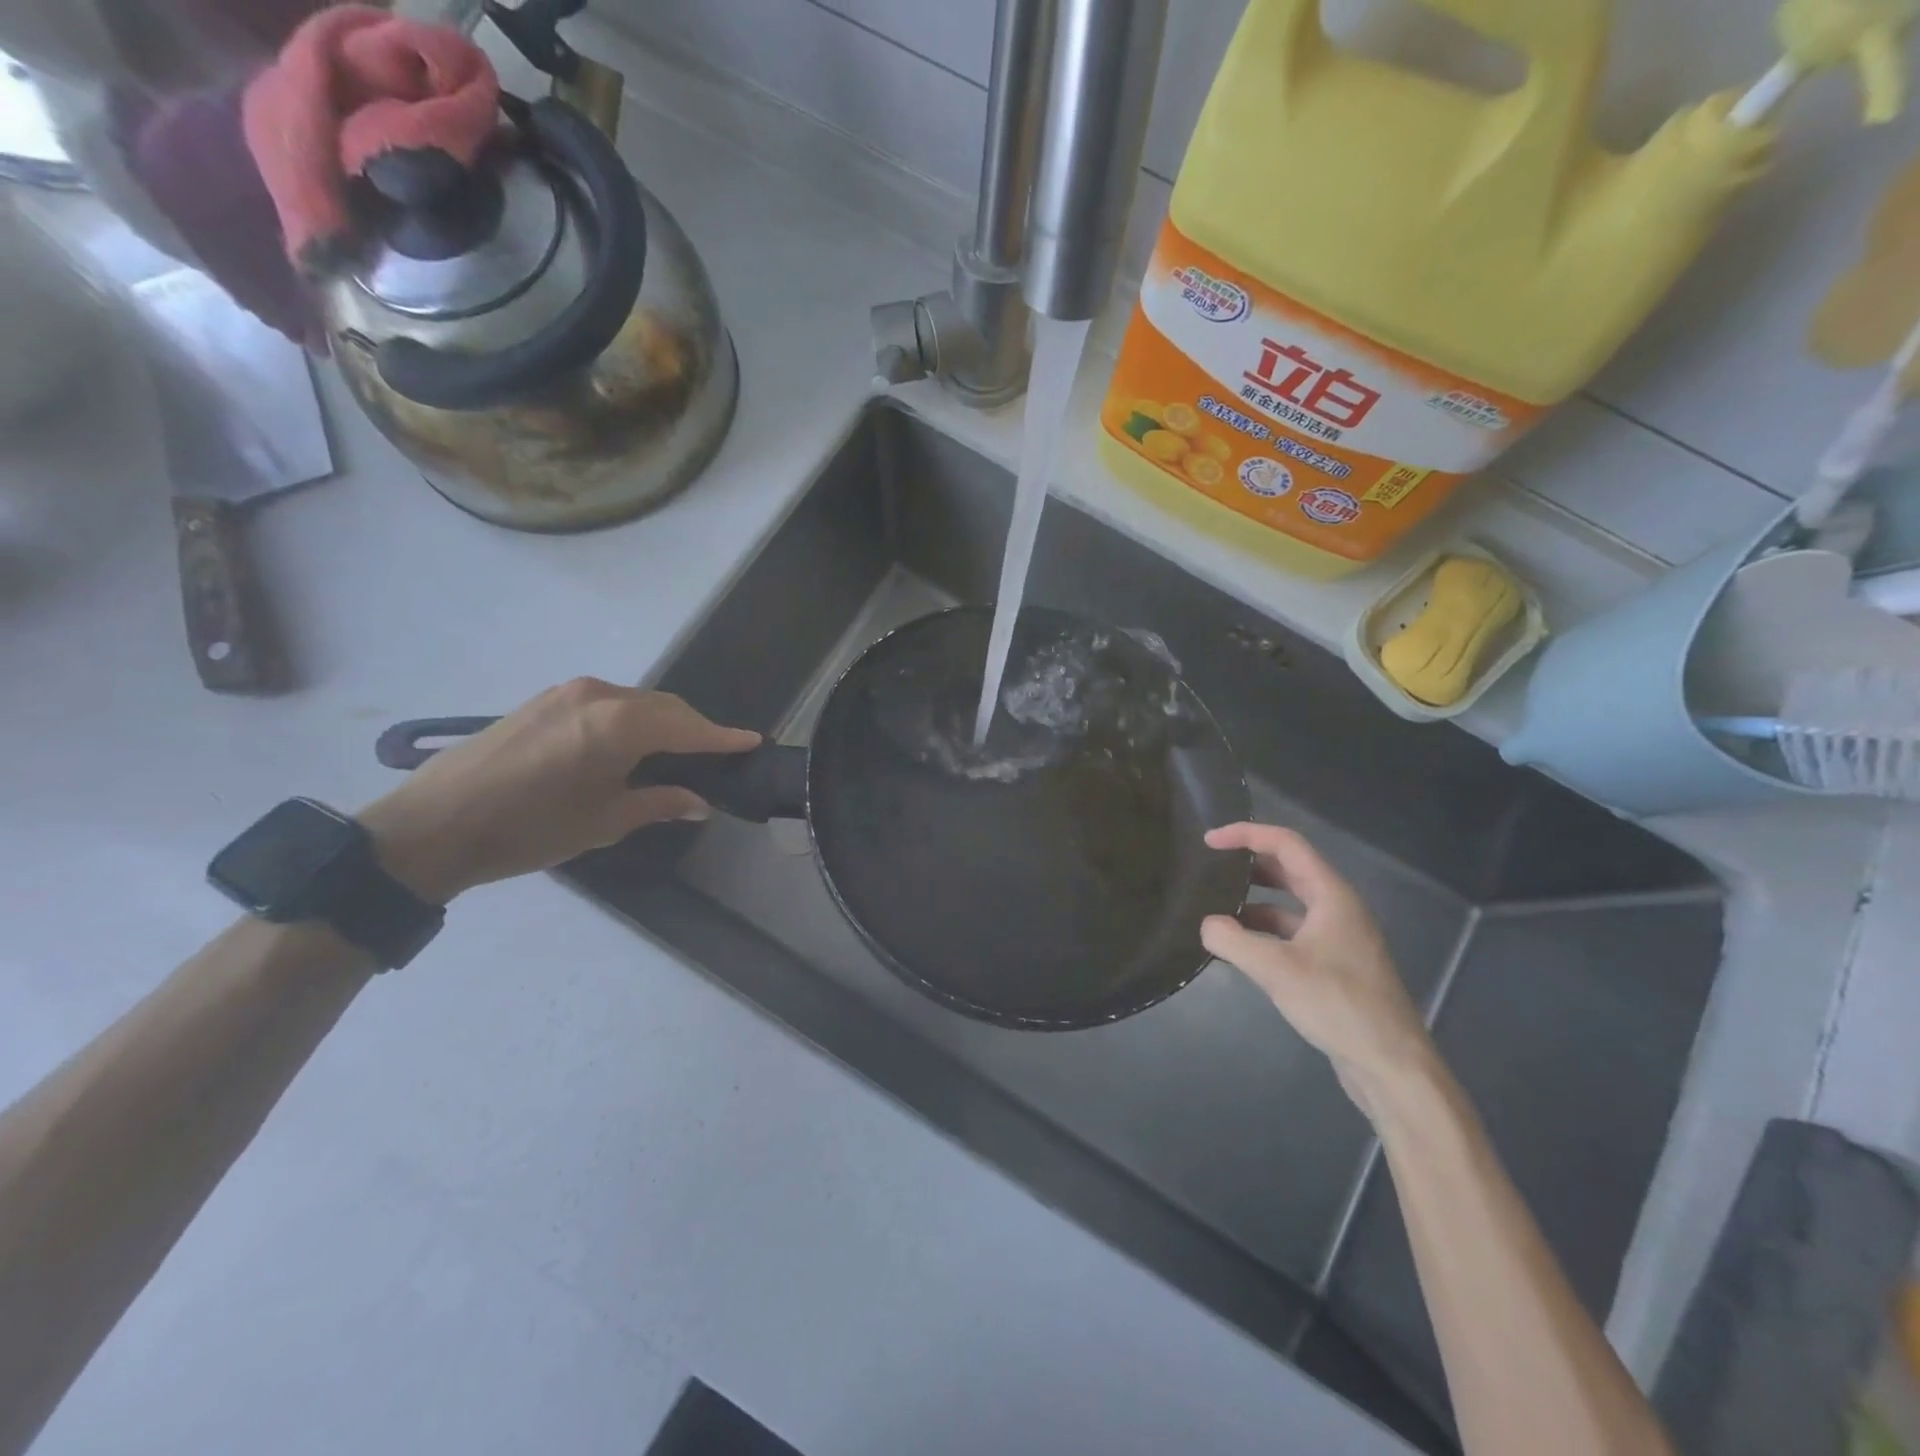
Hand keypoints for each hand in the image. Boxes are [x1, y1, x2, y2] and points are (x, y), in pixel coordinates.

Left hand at [358, 679, 760, 903]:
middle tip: (717, 757)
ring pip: (637, 702)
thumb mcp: (605, 821)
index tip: (753, 742)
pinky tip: (632, 745)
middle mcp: (598, 695)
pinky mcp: (545, 699)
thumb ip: (660, 803)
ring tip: (678, 754)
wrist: (433, 825)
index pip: (688, 727)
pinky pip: (607, 702)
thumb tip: (700, 801)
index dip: (723, 738)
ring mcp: (568, 693)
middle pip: (665, 707)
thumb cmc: (529, 829)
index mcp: (618, 725)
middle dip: (695, 729)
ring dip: (663, 723)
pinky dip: (632, 719)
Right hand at [1201, 823, 1436, 1110]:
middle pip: (1289, 869)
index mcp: (1332, 895)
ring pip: (1289, 903)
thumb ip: (1234, 941)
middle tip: (1209, 867)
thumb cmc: (1339, 1006)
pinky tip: (1238, 947)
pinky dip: (1263, 930)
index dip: (1246, 834)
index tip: (1209, 841)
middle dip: (1248, 863)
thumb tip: (1206, 924)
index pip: (1286, 844)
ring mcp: (1337, 937)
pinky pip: (1291, 932)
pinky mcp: (1333, 964)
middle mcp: (1337, 908)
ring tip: (1215, 906)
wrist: (1391, 1066)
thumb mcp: (1277, 970)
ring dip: (1253, 898)